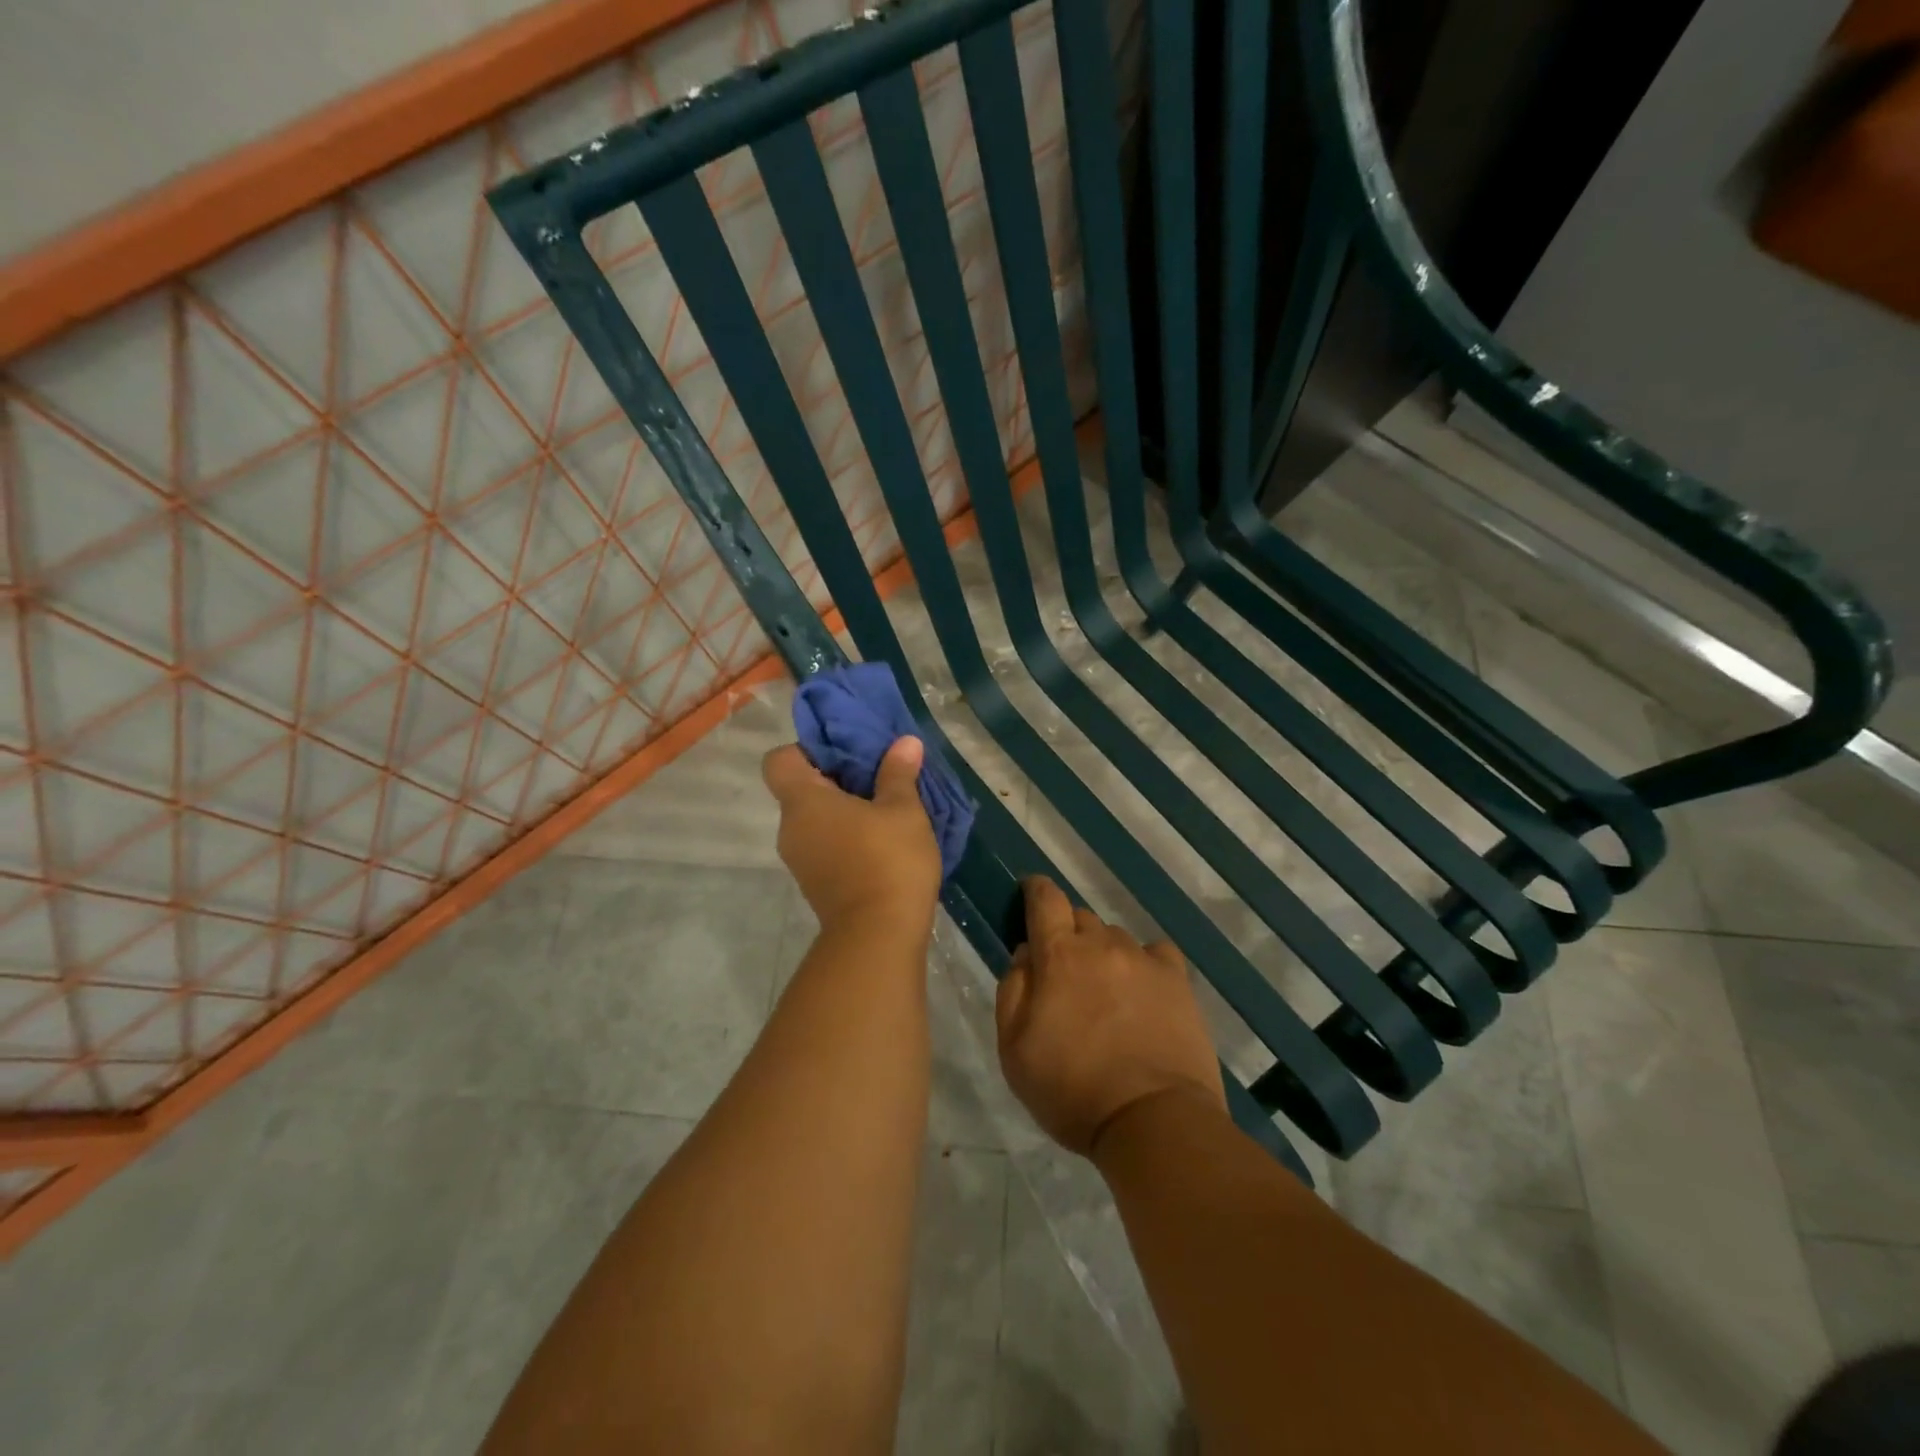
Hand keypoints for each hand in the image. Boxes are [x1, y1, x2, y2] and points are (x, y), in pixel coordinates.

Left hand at [762, 737, 941, 940]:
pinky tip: (882, 841)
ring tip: (885, 808)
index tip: (844, 753)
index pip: (779, 759)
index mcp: (803, 802)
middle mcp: (791, 829)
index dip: (807, 749)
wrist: (879, 936)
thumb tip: (905, 742)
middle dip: (836, 779)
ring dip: (844, 810)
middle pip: (800, 789)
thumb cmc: (888, 861)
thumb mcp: (903, 810)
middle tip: (876, 776)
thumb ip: (899, 773)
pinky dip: (846, 837)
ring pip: (815, 820)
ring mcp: (800, 860)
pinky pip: (824, 844)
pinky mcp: (815, 884)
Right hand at [996, 877, 1225, 1157]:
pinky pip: (1155, 954)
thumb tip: (1026, 954)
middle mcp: (1103, 945)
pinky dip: (1143, 963)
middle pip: (1081, 918)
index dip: (1035, 890)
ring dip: (1103, 954)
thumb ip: (1013, 990)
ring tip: (1105, 992)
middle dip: (1067, 935)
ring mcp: (1145, 961)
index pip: (1045, 899)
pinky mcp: (1178, 982)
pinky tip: (1142, 990)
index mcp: (1060, 955)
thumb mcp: (1014, 1049)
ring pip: (1115, 938)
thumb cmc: (1072, 1090)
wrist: (1153, 1120)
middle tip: (1064, 973)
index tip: (1030, 894)